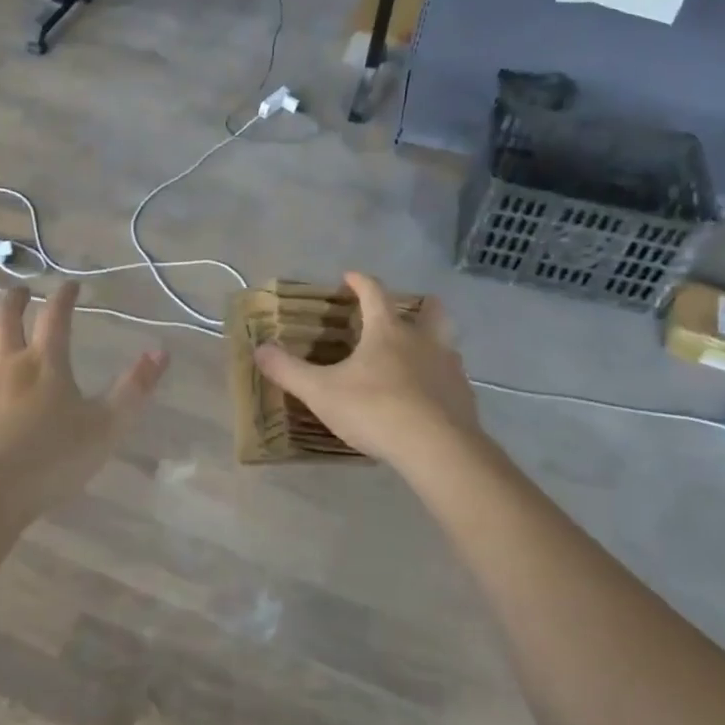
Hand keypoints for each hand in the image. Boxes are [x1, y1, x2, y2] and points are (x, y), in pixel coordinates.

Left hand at [0, 283, 167, 524]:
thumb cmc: (52, 460)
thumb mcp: (106, 427)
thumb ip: (134, 389)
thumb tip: (160, 353)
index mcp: (45, 364)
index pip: (55, 317)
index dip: (63, 297)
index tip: (70, 286)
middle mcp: (6, 366)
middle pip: (3, 319)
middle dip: (13, 300)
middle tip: (21, 292)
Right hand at [254, 271, 483, 470]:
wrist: (437, 448)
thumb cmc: (375, 409)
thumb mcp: (321, 392)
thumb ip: (289, 371)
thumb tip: (259, 349)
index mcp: (388, 330)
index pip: (374, 292)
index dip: (360, 282)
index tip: (349, 276)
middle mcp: (423, 340)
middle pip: (429, 309)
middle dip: (418, 304)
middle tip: (402, 312)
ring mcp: (449, 367)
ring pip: (446, 342)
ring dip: (432, 343)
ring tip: (415, 357)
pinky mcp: (464, 396)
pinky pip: (452, 378)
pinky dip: (440, 380)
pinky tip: (428, 397)